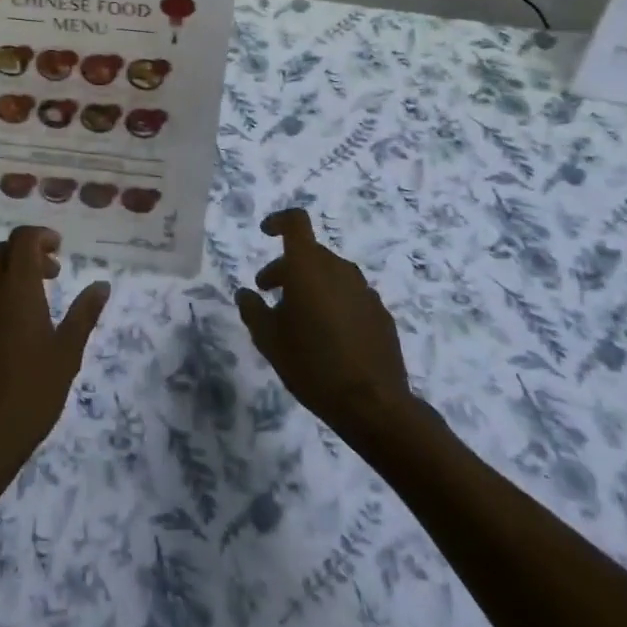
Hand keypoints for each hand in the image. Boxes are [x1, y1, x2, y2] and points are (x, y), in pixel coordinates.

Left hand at [0, 226, 109, 488]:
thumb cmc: (30, 395)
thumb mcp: (66, 355)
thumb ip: (84, 315)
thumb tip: (101, 285)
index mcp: (16, 289)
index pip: (22, 239)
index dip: (41, 236)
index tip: (59, 251)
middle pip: (2, 252)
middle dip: (27, 254)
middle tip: (51, 276)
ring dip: (7, 274)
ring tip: (30, 303)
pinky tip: (6, 331)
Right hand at [235, 208, 412, 442]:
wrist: (373, 405)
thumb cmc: (312, 364)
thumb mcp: (269, 340)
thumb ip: (252, 310)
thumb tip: (246, 294)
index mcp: (309, 267)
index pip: (296, 222)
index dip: (278, 221)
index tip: (265, 233)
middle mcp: (339, 269)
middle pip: (310, 253)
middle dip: (287, 268)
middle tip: (269, 294)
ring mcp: (365, 291)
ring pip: (331, 275)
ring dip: (311, 286)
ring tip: (299, 319)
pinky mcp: (381, 314)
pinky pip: (350, 296)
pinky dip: (334, 303)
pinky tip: (328, 336)